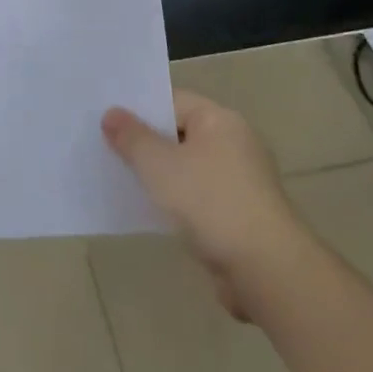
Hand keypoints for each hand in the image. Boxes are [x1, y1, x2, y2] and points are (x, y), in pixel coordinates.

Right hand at [102, 89, 307, 318]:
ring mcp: (241, 181)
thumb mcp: (158, 164)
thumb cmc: (209, 202)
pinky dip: (177, 201)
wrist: (266, 270)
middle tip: (106, 149)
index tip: (106, 120)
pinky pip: (199, 196)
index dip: (139, 109)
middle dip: (146, 143)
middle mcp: (235, 143)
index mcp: (220, 120)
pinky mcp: (241, 215)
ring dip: (160, 175)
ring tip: (122, 179)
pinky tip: (152, 211)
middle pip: (180, 133)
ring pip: (188, 168)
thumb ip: (131, 137)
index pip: (172, 101)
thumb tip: (111, 114)